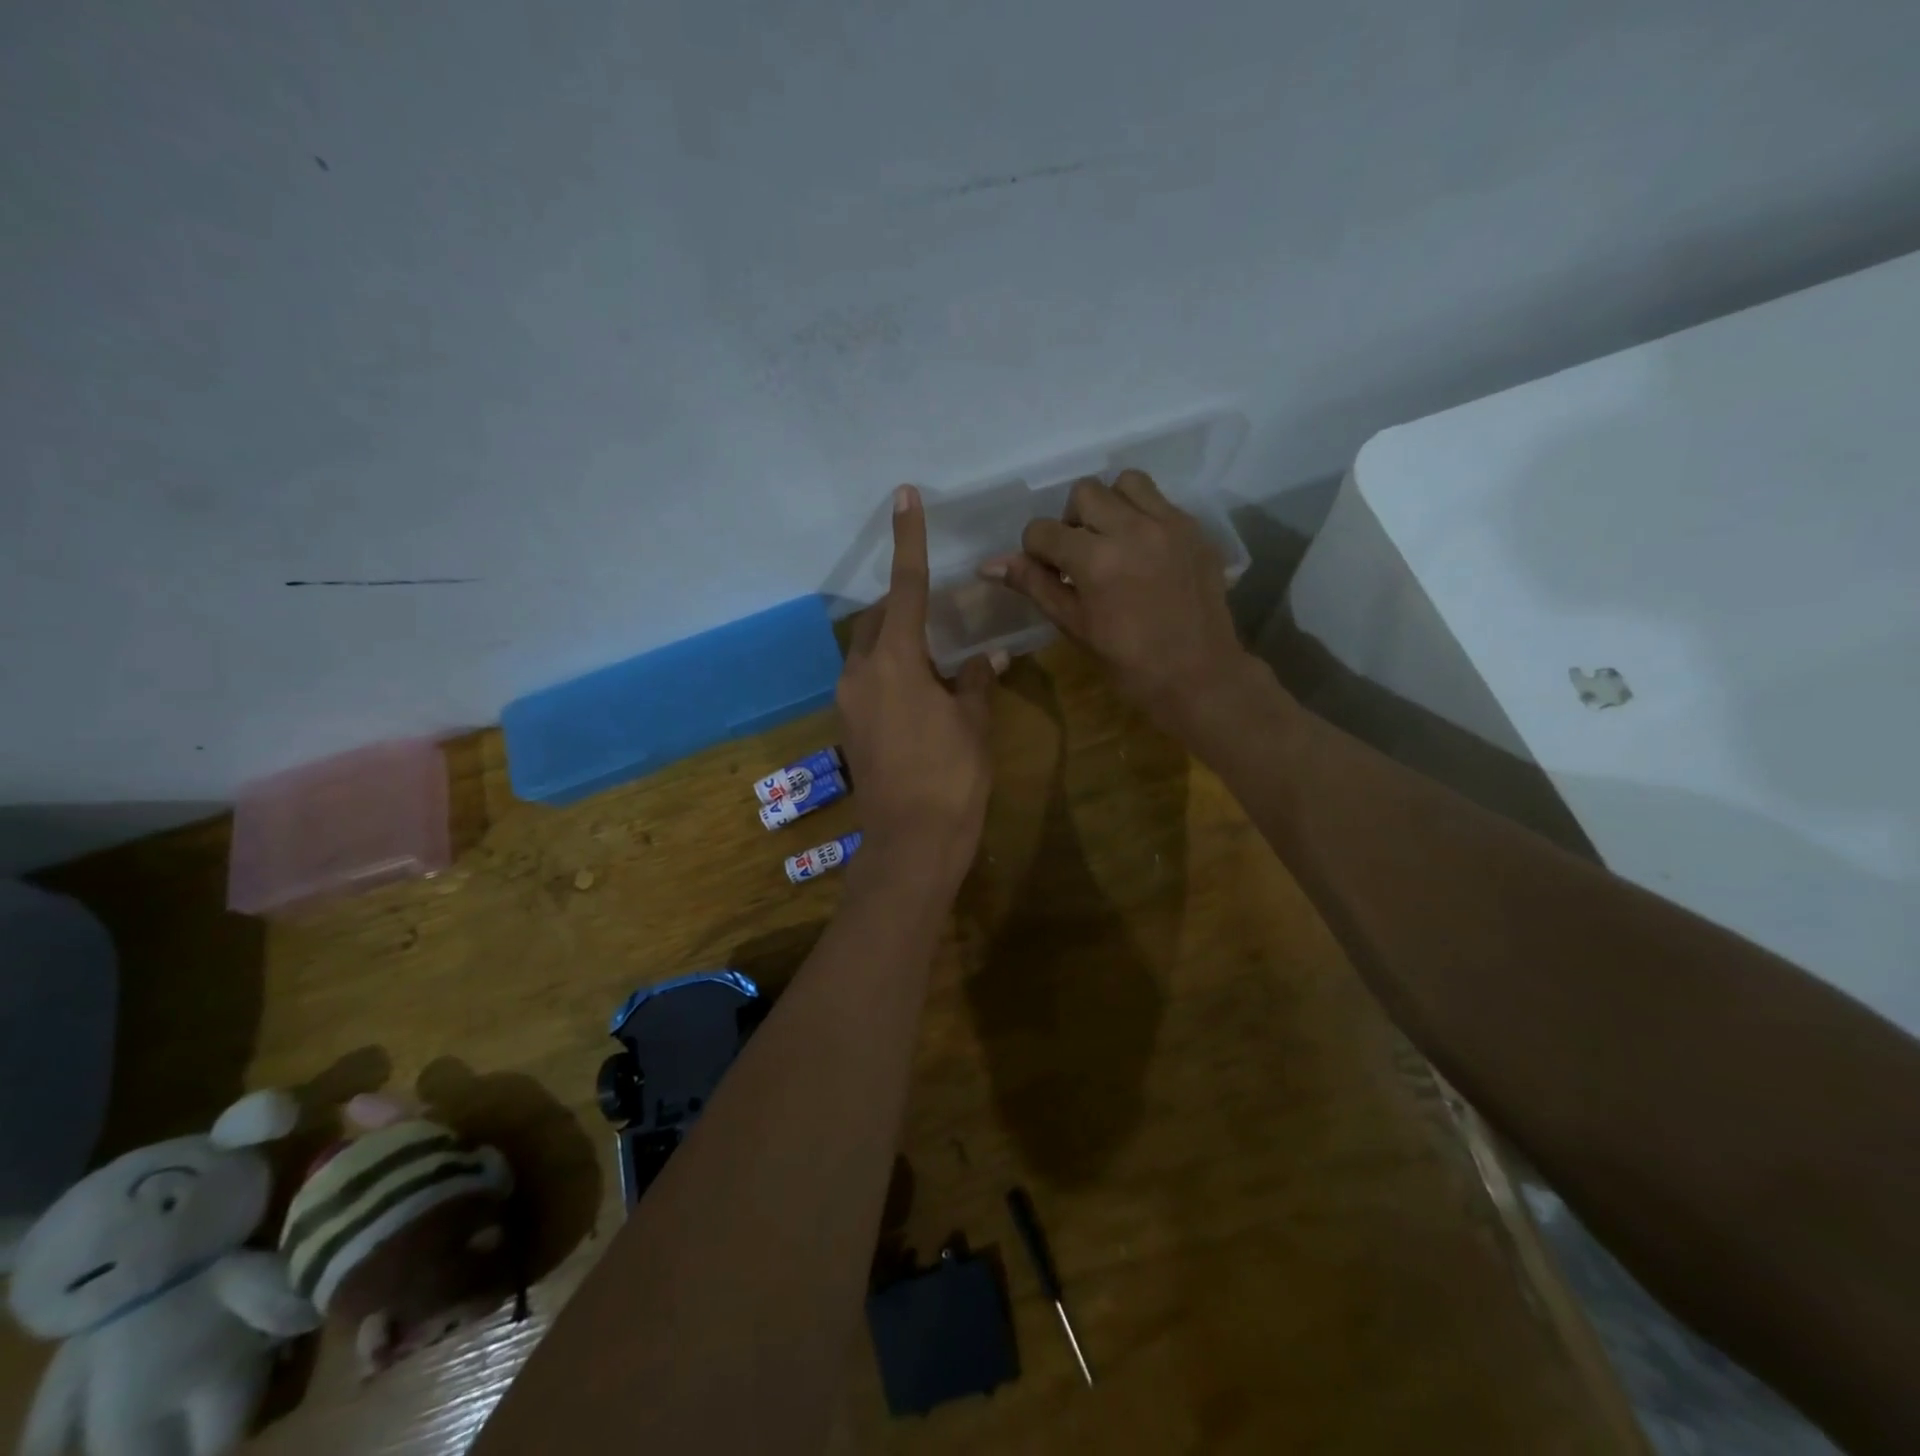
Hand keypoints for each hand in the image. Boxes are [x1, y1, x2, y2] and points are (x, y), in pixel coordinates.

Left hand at [837, 486, 997, 894]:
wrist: (912, 843)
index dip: (909, 540)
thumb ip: (977, 680)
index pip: (905, 587)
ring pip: (868, 650)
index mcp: (895, 662)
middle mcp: (861, 673)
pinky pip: (867, 680)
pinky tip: (922, 694)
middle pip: (877, 619)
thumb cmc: (951, 777)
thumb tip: (989, 656)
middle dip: (903, 605)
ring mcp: (849, 701)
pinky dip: (891, 671)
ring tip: (936, 660)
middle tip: (939, 614)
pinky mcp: (849, 726)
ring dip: (897, 642)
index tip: (904, 497)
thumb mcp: (974, 722)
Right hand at [984, 470, 1252, 737]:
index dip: (1036, 551)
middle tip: (1080, 556)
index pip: (1043, 530)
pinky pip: (1159, 500)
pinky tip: (1143, 550)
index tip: (1048, 573)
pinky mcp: (1194, 529)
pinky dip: (1142, 515)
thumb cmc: (1128, 662)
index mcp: (1095, 560)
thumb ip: (1034, 585)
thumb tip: (989, 565)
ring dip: (1109, 505)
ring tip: (1113, 540)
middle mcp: (1132, 529)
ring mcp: (1168, 524)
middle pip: (1083, 493)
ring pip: (1125, 482)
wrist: (1197, 675)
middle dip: (1072, 521)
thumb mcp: (1073, 625)